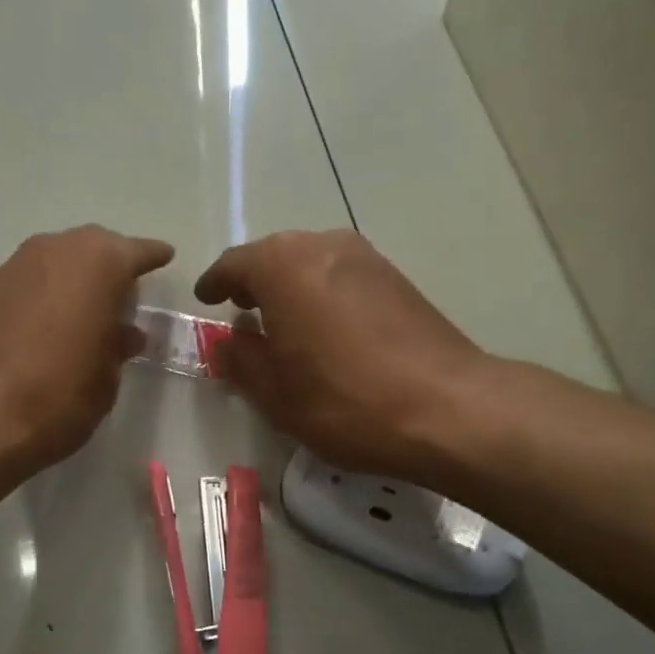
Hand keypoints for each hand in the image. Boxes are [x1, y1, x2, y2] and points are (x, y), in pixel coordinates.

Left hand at [0, 225, 173, 482]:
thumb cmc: (55, 399)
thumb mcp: (104, 380)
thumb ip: (116, 348)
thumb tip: (122, 333)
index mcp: (97, 265)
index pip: (136, 252)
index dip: (152, 257)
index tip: (165, 257)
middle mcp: (53, 252)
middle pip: (92, 248)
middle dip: (110, 265)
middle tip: (123, 293)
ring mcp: (12, 268)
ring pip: (56, 261)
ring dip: (73, 280)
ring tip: (84, 312)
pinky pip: (27, 282)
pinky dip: (43, 295)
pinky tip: (45, 326)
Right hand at [194, 230, 491, 480]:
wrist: (448, 407)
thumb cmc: (345, 400)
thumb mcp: (275, 393)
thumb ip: (240, 360)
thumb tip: (226, 342)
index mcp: (283, 266)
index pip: (234, 264)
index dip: (215, 283)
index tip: (206, 300)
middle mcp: (323, 246)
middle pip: (274, 256)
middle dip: (253, 281)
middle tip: (241, 312)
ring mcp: (366, 258)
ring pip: (311, 263)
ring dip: (290, 286)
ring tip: (282, 323)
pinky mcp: (397, 278)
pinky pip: (342, 275)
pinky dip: (322, 293)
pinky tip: (325, 328)